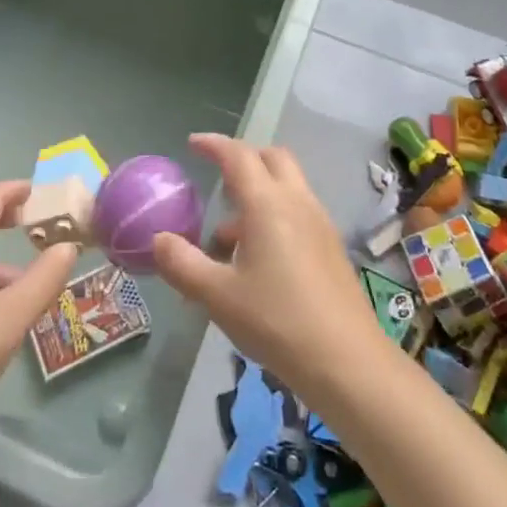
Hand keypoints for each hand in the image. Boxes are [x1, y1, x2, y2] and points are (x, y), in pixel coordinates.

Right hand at [152, 134, 385, 397]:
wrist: (348, 362)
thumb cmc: (277, 322)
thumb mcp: (218, 296)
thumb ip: (183, 264)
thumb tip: (158, 240)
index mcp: (267, 203)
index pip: (238, 155)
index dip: (214, 144)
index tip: (193, 144)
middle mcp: (297, 201)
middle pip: (272, 158)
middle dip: (243, 159)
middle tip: (218, 178)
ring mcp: (319, 223)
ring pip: (287, 185)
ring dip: (259, 192)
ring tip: (228, 235)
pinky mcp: (331, 247)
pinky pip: (298, 210)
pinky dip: (274, 214)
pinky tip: (258, 259)